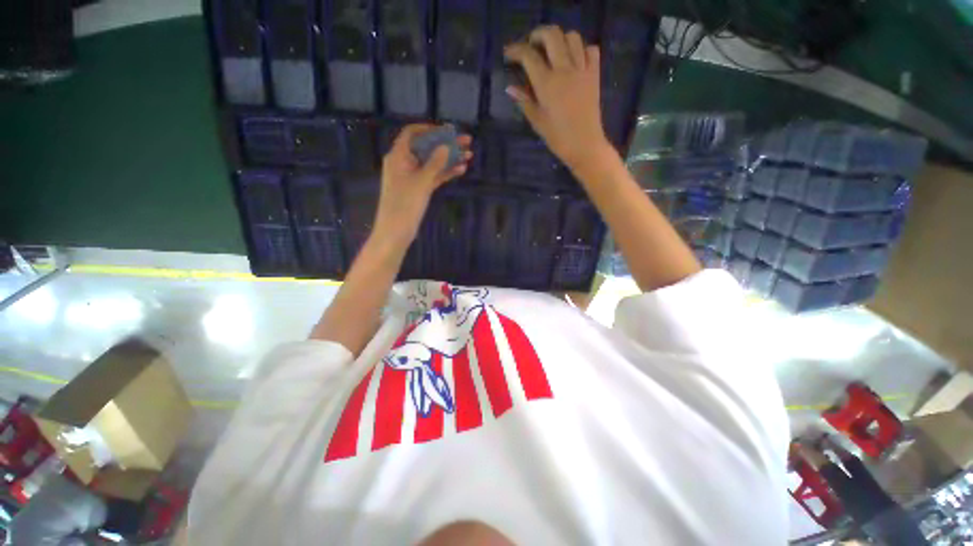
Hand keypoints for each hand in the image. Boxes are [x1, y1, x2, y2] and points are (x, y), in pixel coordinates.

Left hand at [373, 124, 472, 248]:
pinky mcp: (419, 189)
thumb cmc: (405, 204)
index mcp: (398, 156)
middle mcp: (405, 163)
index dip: (429, 129)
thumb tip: (445, 146)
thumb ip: (434, 163)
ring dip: (449, 159)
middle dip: (446, 144)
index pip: (412, 134)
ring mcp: (413, 177)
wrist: (396, 231)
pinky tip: (460, 170)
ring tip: (469, 156)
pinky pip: (434, 176)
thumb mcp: (421, 182)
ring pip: (433, 163)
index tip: (447, 131)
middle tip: (467, 142)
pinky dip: (445, 173)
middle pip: (427, 148)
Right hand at [504, 26, 613, 171]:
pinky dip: (582, 49)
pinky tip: (574, 60)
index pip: (528, 55)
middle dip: (538, 35)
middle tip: (531, 46)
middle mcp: (565, 70)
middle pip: (552, 35)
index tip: (509, 55)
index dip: (516, 50)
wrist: (584, 145)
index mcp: (547, 83)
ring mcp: (582, 70)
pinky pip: (591, 50)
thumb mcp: (537, 121)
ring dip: (560, 39)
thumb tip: (510, 87)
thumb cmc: (557, 137)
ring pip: (573, 37)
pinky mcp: (594, 75)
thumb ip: (524, 101)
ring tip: (552, 51)